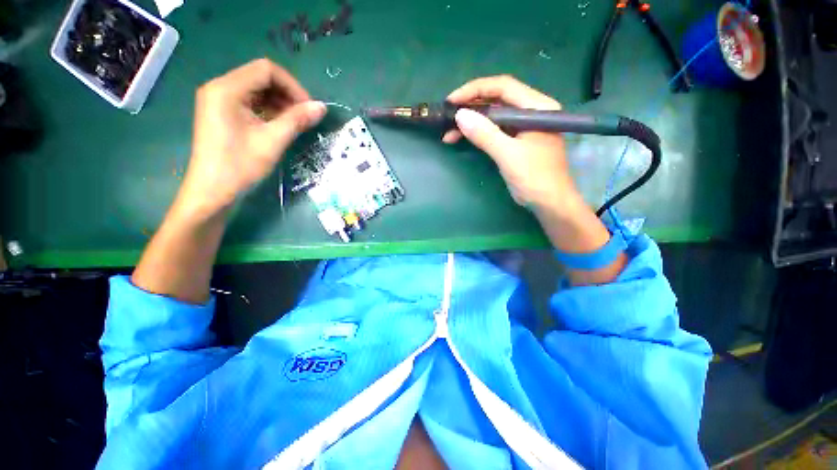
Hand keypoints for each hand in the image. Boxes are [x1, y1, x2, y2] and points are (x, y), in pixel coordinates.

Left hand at [177, 58, 325, 219]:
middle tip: (305, 118)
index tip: (309, 109)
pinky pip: (250, 102)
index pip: (266, 70)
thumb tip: (322, 107)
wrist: (212, 191)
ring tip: (296, 123)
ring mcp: (219, 100)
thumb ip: (297, 120)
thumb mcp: (272, 142)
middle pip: (261, 77)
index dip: (292, 86)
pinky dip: (269, 111)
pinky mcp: (222, 113)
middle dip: (287, 94)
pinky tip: (280, 126)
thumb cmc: (240, 166)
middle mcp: (220, 87)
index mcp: (227, 89)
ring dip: (280, 103)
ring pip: (257, 90)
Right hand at [443, 75, 580, 213]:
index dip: (475, 90)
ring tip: (449, 134)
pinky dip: (478, 134)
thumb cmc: (534, 178)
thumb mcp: (508, 155)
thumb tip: (460, 115)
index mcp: (536, 107)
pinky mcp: (516, 140)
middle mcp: (531, 111)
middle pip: (497, 100)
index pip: (503, 87)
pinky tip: (462, 139)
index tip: (452, 101)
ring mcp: (523, 127)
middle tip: (447, 117)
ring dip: (471, 123)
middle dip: (470, 107)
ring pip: (493, 117)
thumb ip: (485, 134)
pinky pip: (494, 130)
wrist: (549, 202)